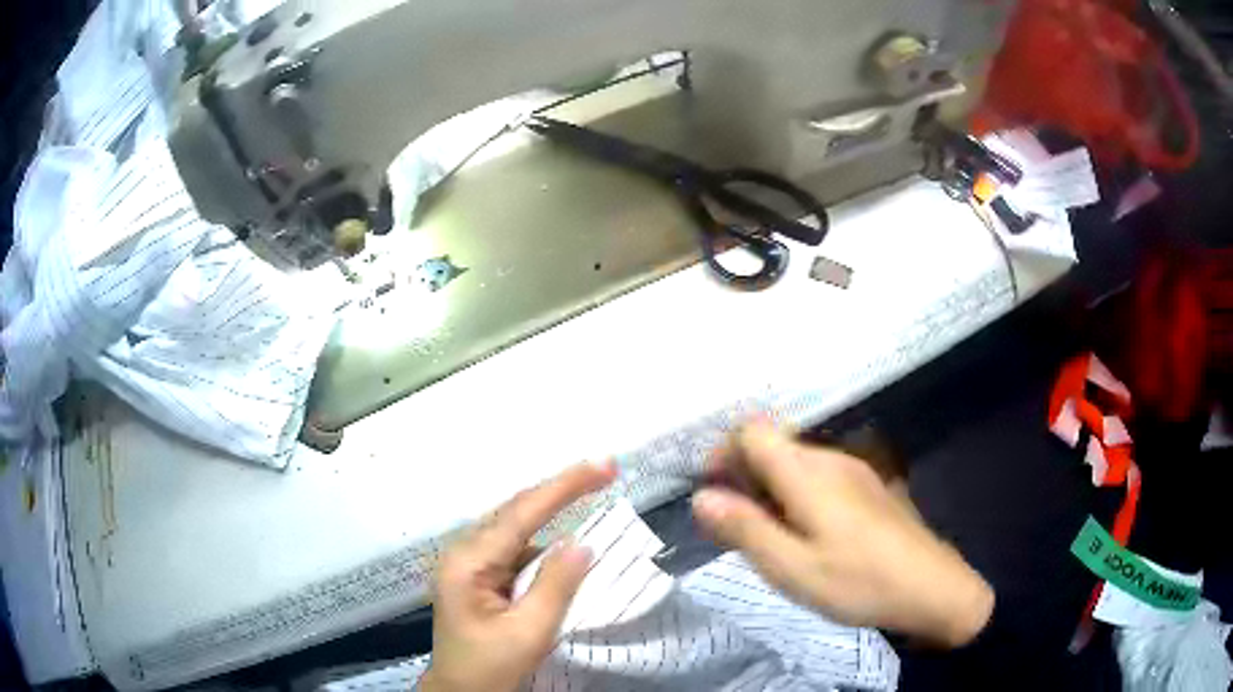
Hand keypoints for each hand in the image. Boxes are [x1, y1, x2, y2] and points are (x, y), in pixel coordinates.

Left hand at [420, 461, 616, 691]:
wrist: (459, 691)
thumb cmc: (490, 666)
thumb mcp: (529, 632)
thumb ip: (556, 586)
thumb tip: (582, 542)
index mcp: (470, 561)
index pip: (523, 512)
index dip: (566, 486)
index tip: (605, 466)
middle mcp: (464, 551)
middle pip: (518, 510)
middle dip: (562, 489)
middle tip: (606, 471)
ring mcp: (469, 562)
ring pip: (517, 526)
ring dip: (553, 511)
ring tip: (591, 490)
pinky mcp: (478, 574)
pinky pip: (515, 547)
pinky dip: (543, 541)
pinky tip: (562, 543)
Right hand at [691, 421, 992, 647]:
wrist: (931, 588)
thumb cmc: (857, 581)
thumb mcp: (791, 567)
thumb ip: (744, 529)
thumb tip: (701, 497)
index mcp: (808, 472)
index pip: (752, 432)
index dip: (723, 453)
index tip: (711, 492)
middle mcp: (830, 459)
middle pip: (774, 445)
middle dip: (743, 475)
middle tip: (732, 525)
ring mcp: (855, 471)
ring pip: (796, 462)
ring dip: (769, 487)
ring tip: (765, 535)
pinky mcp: (869, 487)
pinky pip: (819, 476)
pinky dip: (796, 495)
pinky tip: (804, 534)